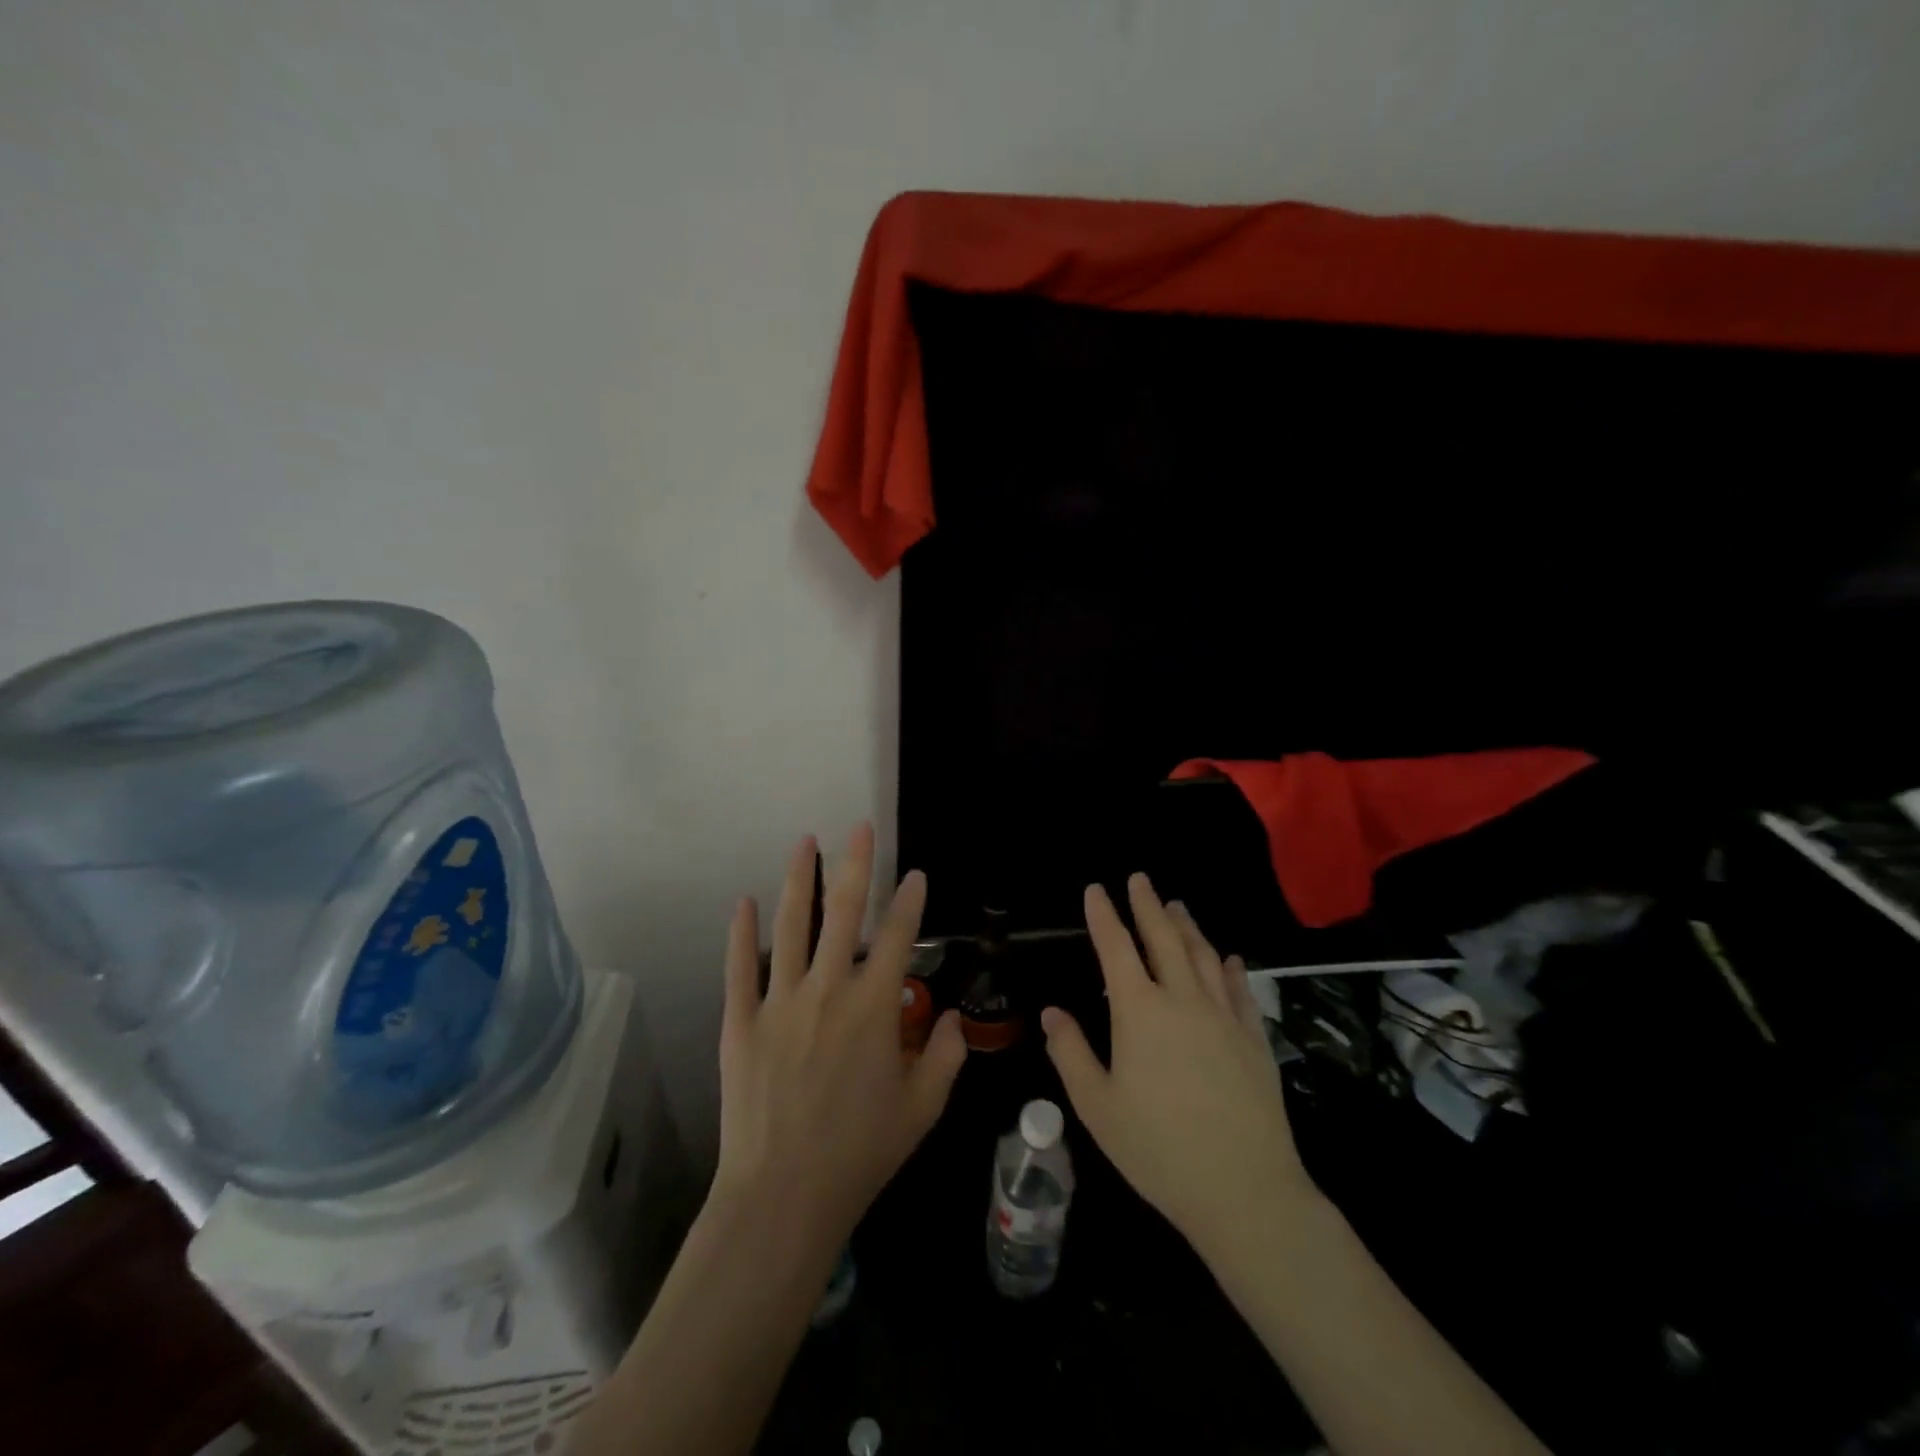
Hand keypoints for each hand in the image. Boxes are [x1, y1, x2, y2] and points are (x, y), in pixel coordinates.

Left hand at [713, 823, 966, 1249]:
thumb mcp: (922, 1109)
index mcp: (874, 1008)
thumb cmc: (860, 1153)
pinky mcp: (741, 1021)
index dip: (910, 901)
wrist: (783, 1195)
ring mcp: (780, 1001)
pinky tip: (745, 901)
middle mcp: (828, 990)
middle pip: (845, 913)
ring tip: (805, 841)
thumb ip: (946, 1057)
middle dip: (856, 865)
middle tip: (858, 828)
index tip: (915, 874)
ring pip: (792, 926)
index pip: (899, 937)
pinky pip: (741, 966)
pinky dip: (743, 932)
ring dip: (800, 880)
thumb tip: (956, 1019)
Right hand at [1042, 875, 1314, 1255]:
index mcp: (1139, 1011)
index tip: (1095, 889)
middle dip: (1148, 904)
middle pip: (1163, 938)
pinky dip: (1230, 967)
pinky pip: (1241, 989)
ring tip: (1177, 905)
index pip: (1115, 948)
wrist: (1244, 1189)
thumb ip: (1071, 1053)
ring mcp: (1223, 1015)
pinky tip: (1229, 957)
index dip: (1103, 915)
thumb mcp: (1097, 1107)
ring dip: (1187, 925)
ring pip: (1203, 955)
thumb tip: (1052, 1013)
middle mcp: (1182, 999)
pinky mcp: (1254, 1038)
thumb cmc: (1158, 1149)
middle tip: (1140, 879)